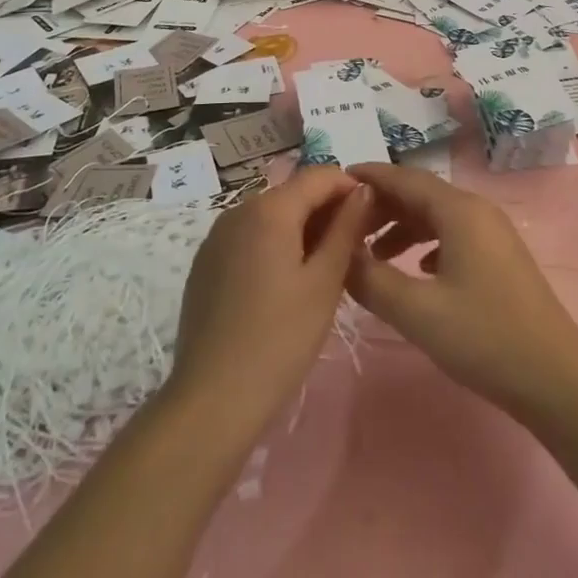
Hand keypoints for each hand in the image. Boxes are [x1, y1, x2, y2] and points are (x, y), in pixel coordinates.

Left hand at [169, 166, 370, 428]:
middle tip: (352, 250)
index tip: (371, 219)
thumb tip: (363, 190)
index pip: (320, 175)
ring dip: (301, 229)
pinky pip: (249, 237)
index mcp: (270, 209)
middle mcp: (239, 210)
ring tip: (322, 270)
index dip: (350, 189)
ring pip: (271, 215)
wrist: (212, 402)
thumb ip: (346, 228)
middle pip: (294, 193)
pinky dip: (274, 245)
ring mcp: (217, 236)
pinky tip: (284, 286)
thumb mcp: (324, 282)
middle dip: (326, 211)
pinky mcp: (205, 263)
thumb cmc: (280, 340)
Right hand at [346, 163, 577, 417]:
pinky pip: (452, 234)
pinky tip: (415, 269)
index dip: (369, 178)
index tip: (334, 182)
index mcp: (459, 210)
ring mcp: (492, 232)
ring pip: (436, 215)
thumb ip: (372, 280)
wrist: (555, 377)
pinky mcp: (499, 256)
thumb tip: (341, 254)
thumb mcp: (417, 312)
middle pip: (420, 193)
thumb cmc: (484, 337)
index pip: (404, 177)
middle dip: (381, 206)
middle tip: (345, 227)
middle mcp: (476, 209)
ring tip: (371, 255)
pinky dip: (425, 243)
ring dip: (402, 227)